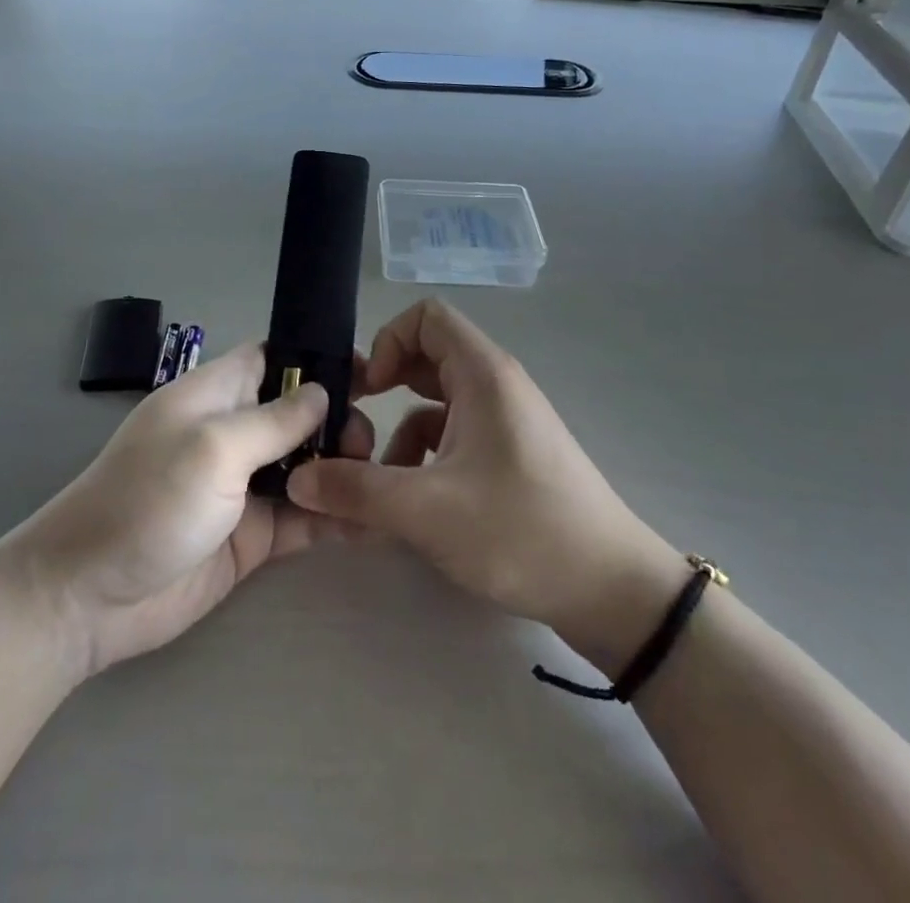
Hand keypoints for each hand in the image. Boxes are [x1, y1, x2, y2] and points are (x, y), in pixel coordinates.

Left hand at [9, 343, 371, 678]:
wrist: (89, 599)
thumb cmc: (147, 501)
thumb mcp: (212, 448)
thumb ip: (273, 421)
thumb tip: (323, 392)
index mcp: (215, 395)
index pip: (272, 359)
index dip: (316, 360)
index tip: (367, 374)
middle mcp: (233, 433)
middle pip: (299, 414)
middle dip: (338, 421)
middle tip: (367, 446)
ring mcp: (243, 486)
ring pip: (307, 465)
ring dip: (342, 469)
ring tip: (380, 481)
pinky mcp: (252, 535)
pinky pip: (303, 517)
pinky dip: (334, 517)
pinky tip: (372, 523)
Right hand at [287, 300, 683, 677]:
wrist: (613, 592)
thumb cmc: (521, 531)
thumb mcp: (426, 511)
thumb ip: (355, 490)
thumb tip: (296, 479)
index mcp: (483, 375)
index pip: (426, 317)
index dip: (389, 341)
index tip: (370, 391)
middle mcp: (495, 386)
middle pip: (427, 358)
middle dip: (385, 388)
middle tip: (354, 429)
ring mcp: (506, 421)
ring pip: (436, 403)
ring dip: (400, 433)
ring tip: (378, 483)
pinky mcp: (510, 456)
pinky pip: (454, 436)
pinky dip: (425, 458)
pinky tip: (413, 506)